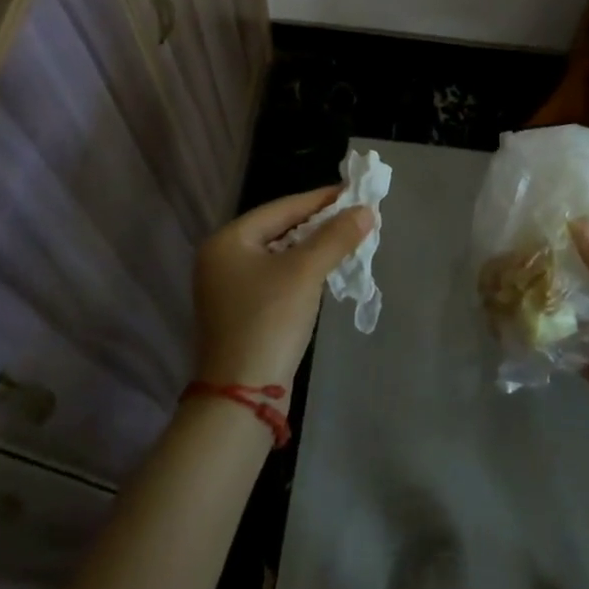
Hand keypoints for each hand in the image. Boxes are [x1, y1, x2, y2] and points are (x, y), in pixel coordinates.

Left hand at [194, 187, 373, 387]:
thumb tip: (367, 211)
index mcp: (227, 241)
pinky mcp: (240, 313)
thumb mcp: (305, 272)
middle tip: (355, 216)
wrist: (242, 397)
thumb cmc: (269, 321)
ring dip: (313, 248)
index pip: (282, 208)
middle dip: (319, 224)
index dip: (321, 200)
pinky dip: (302, 271)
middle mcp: (221, 259)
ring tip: (348, 240)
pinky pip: (276, 278)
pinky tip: (326, 270)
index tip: (354, 191)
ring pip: (279, 255)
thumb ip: (336, 237)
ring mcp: (228, 288)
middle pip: (279, 230)